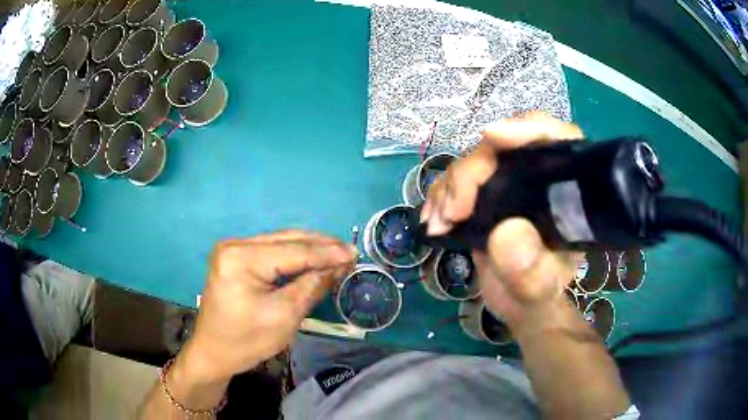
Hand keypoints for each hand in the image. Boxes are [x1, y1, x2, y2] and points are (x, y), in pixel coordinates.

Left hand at [183, 231, 356, 380]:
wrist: (214, 352)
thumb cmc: (246, 340)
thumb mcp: (284, 316)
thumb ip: (311, 286)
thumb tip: (338, 266)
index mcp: (240, 258)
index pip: (292, 251)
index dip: (326, 253)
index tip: (354, 253)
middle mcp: (234, 245)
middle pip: (286, 240)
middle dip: (320, 246)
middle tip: (349, 251)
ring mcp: (233, 249)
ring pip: (280, 242)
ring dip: (309, 249)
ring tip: (337, 253)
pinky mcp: (236, 258)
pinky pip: (271, 251)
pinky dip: (294, 256)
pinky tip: (313, 259)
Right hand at [421, 112, 581, 327]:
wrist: (517, 304)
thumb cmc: (538, 295)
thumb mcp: (539, 290)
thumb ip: (531, 270)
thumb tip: (507, 232)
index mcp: (564, 191)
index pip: (556, 138)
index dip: (528, 128)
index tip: (493, 136)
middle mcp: (536, 177)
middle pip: (503, 147)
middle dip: (472, 171)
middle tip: (454, 211)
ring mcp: (507, 183)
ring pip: (473, 162)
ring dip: (450, 187)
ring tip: (439, 223)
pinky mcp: (483, 195)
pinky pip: (455, 180)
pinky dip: (439, 196)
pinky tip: (432, 221)